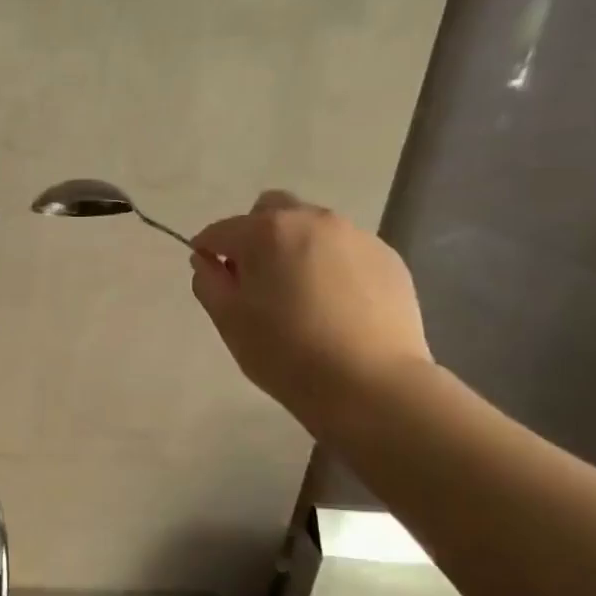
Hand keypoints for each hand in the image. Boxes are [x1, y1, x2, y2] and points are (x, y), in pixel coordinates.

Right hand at [190, 191, 430, 435]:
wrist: (371, 384)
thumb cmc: (285, 353)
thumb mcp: (229, 321)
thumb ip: (208, 282)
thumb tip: (207, 260)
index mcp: (266, 231)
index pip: (221, 230)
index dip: (208, 251)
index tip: (210, 277)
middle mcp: (312, 220)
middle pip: (271, 210)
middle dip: (256, 236)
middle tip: (257, 280)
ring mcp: (356, 236)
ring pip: (312, 228)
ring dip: (296, 249)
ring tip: (301, 296)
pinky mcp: (388, 258)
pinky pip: (346, 250)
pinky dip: (331, 266)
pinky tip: (335, 306)